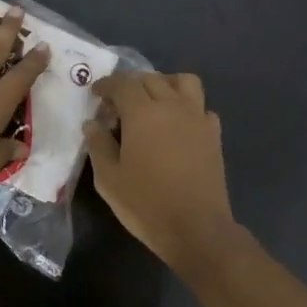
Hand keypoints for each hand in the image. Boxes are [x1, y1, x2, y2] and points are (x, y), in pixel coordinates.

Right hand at [85, 71, 238, 269]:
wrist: (196, 228)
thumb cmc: (145, 203)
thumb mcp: (108, 178)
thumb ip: (98, 145)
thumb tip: (93, 123)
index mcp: (143, 112)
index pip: (123, 83)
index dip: (107, 85)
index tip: (96, 95)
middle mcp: (173, 106)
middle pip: (151, 79)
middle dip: (131, 85)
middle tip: (118, 106)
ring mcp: (198, 118)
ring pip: (183, 82)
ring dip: (164, 84)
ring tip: (152, 103)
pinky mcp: (214, 135)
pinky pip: (200, 107)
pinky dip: (186, 107)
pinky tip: (177, 127)